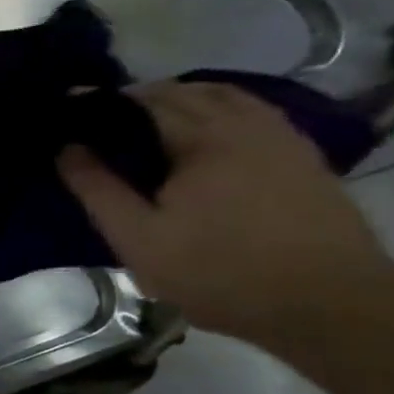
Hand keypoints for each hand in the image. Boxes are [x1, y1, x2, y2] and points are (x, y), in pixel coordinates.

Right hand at [57, 82, 393, 343]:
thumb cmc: (218, 272)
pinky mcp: (302, 157)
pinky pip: (253, 114)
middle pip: (185, 92)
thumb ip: (99, 190)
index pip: (143, 101)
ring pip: (225, 97)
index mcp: (203, 138)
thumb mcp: (138, 239)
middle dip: (140, 97)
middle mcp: (245, 124)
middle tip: (102, 120)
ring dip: (183, 99)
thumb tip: (67, 148)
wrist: (327, 301)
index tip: (70, 107)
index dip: (103, 102)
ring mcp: (281, 137)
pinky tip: (205, 134)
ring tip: (149, 122)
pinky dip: (219, 110)